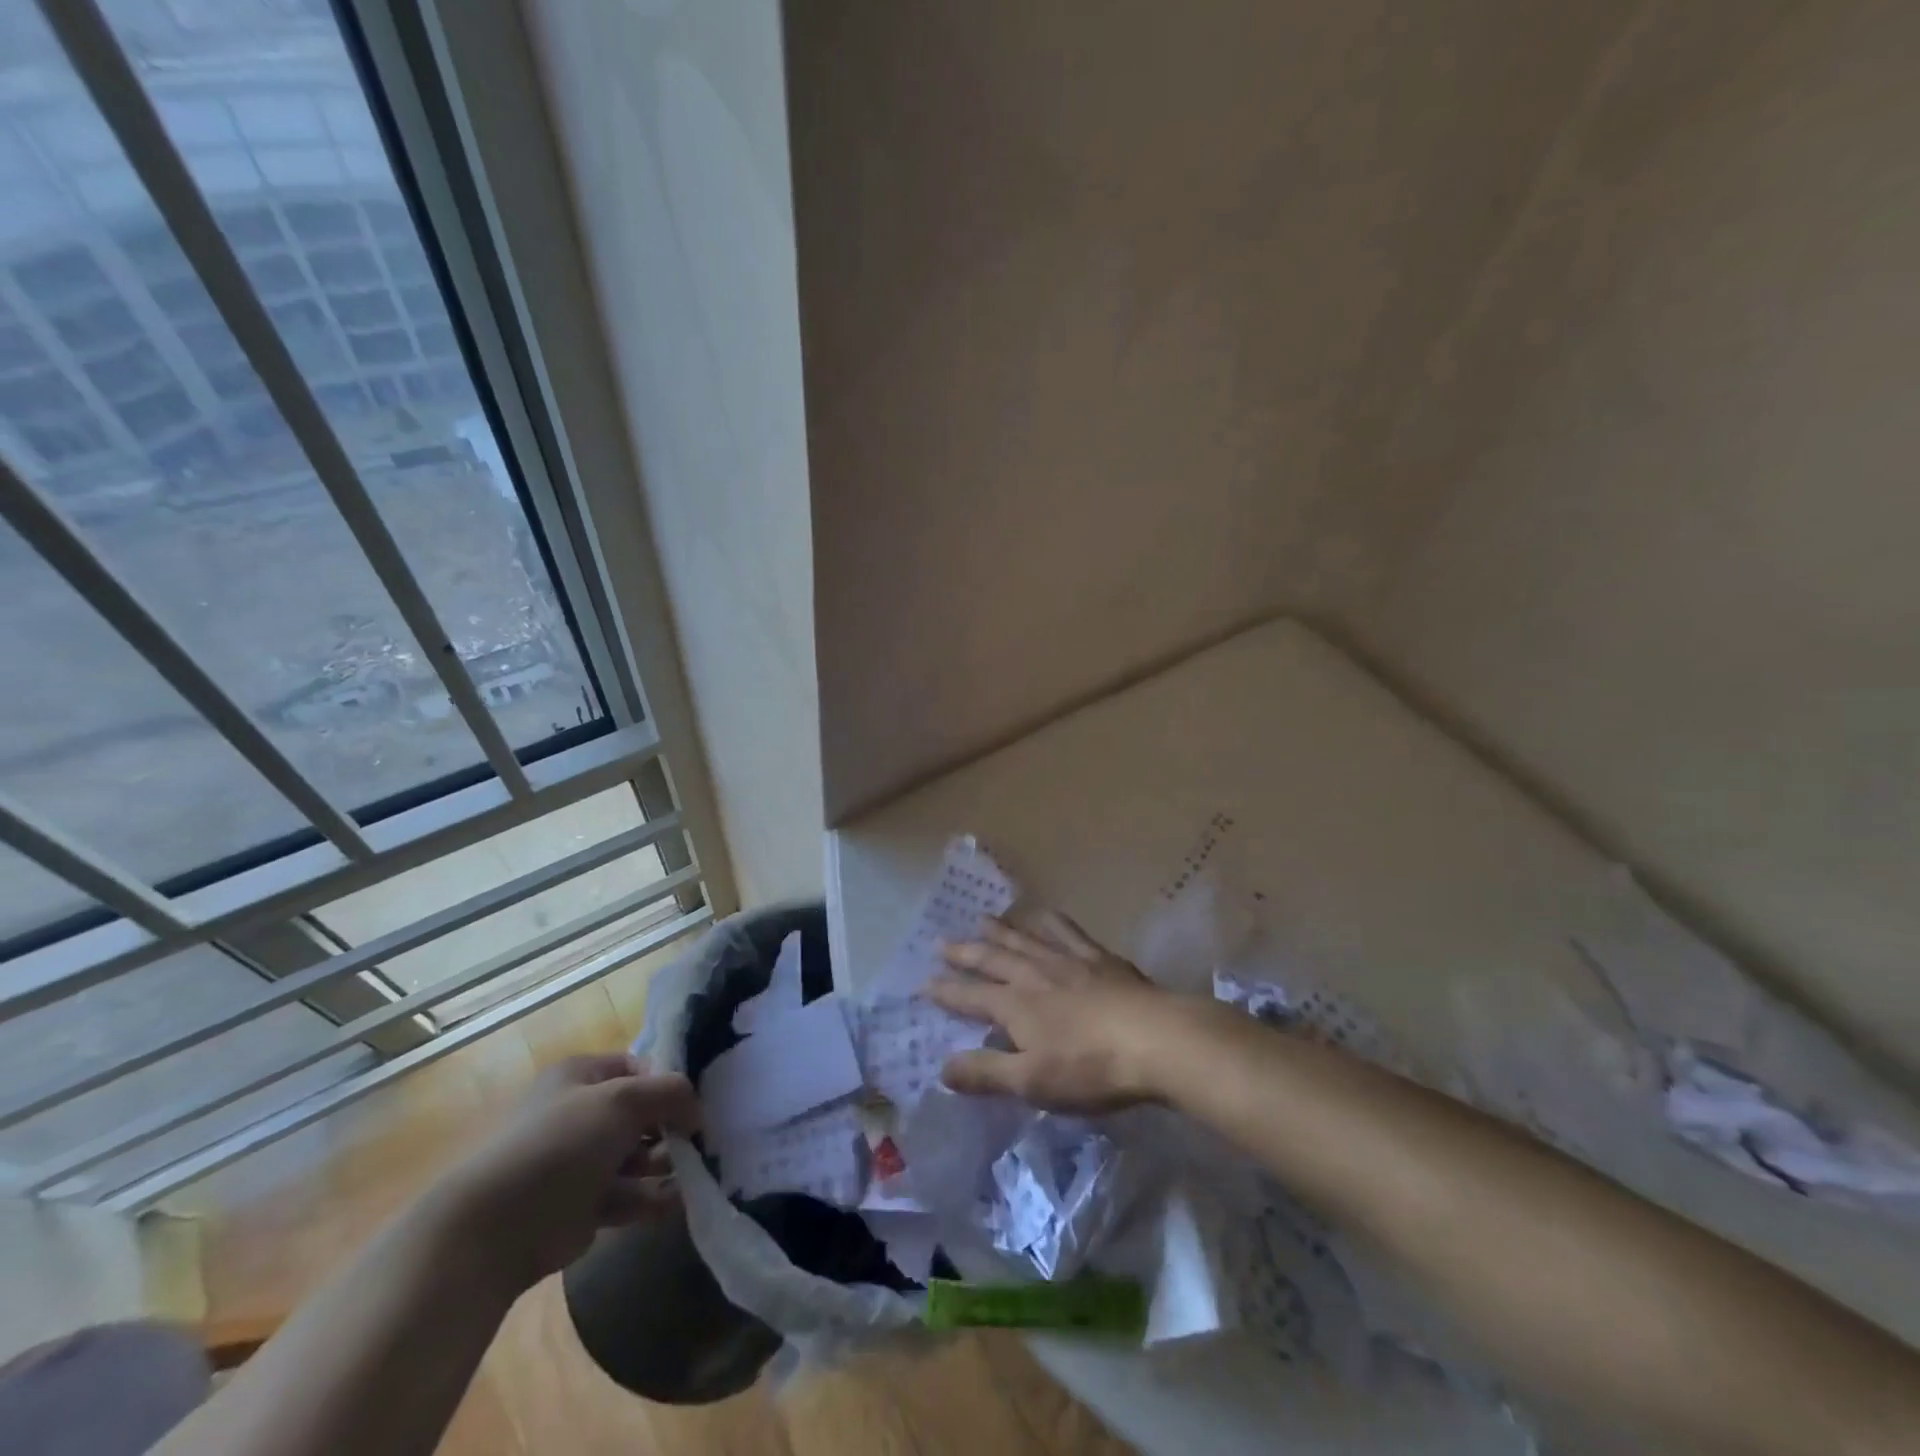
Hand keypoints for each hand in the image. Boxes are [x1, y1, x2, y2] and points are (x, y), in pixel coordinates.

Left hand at [440, 1054, 700, 1293]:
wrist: (496, 1228)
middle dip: (672, 1125)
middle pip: (641, 1113)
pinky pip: (630, 1195)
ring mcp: (581, 1161)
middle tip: (702, 1139)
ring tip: (698, 1170)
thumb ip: (670, 1093)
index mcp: (581, 1076)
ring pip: (638, 1156)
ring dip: (668, 1162)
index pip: (638, 1066)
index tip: (696, 1100)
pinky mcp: (584, 1205)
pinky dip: (655, 1198)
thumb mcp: (624, 1100)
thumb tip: (698, 1109)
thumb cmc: (562, 1143)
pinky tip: (681, 1201)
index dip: (668, 1080)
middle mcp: (581, 1113)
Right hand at [929, 913, 1169, 1112]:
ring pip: (1024, 938)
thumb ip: (986, 1072)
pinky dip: (1050, 921)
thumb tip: (941, 1068)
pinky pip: (1067, 931)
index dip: (945, 992)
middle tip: (941, 942)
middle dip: (964, 953)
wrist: (1155, 1039)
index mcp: (1015, 1005)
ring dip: (1000, 930)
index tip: (923, 983)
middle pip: (992, 959)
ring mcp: (1067, 960)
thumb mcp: (1031, 1081)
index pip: (970, 997)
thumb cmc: (1090, 1067)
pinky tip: (1045, 915)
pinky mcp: (1098, 957)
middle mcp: (1034, 974)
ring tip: (982, 919)